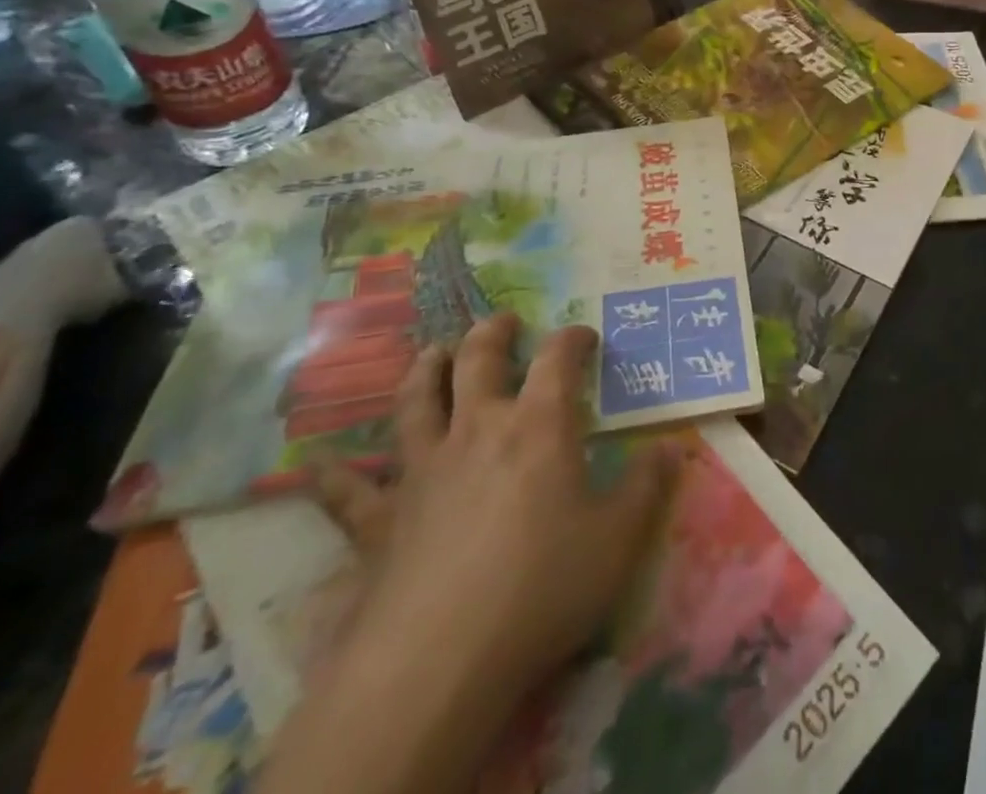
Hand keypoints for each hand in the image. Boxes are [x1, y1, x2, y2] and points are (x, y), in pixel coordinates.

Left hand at [314, 318, 676, 706]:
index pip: (558, 359)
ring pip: (416, 403)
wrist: (437, 663)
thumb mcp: (619, 538)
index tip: (584, 336)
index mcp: (537, 426)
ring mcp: (421, 472)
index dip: (572, 339)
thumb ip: (648, 487)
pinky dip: (333, 478)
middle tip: (501, 321)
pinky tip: (314, 468)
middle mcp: (477, 431)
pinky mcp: (379, 523)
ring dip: (424, 371)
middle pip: (477, 362)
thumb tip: (670, 449)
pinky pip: (349, 494)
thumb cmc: (542, 587)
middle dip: (491, 334)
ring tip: (431, 352)